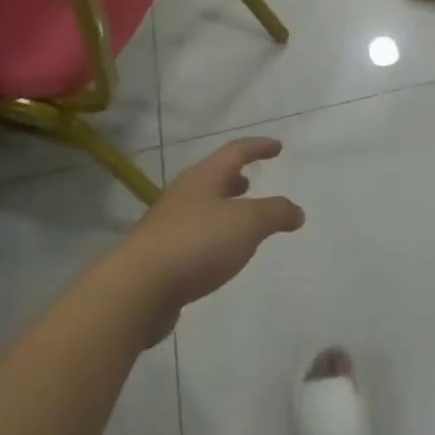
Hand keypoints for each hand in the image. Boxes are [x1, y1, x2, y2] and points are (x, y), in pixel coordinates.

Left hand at [112, 138, 303, 339]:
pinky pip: (193, 235)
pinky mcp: (160, 255)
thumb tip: (296, 211)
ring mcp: (168, 224)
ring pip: (201, 207)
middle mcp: (183, 194)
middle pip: (212, 178)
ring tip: (239, 220)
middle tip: (251, 182)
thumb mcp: (247, 224)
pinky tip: (219, 255)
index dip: (258, 147)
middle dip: (234, 178)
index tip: (277, 146)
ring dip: (222, 207)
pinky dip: (211, 235)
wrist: (138, 288)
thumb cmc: (197, 243)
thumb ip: (275, 213)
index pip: (235, 152)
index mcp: (203, 178)